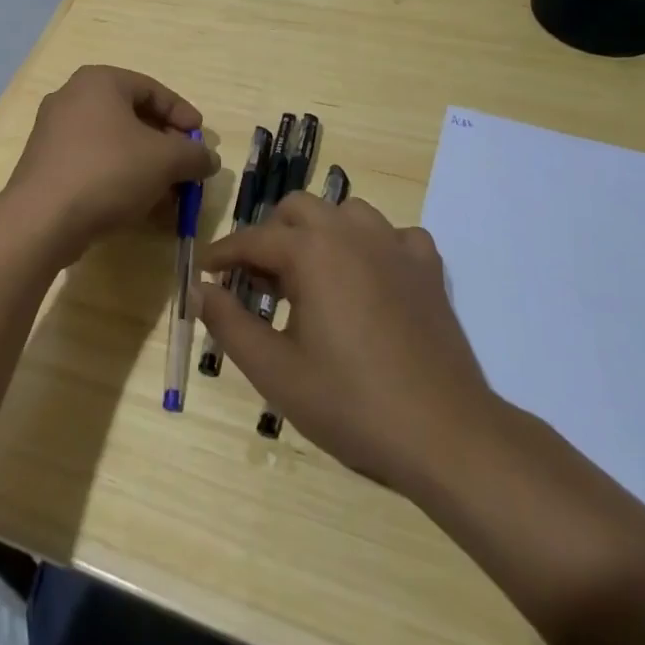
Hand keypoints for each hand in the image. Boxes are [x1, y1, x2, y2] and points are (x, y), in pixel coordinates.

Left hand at [4, 65, 219, 252]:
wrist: (42, 219)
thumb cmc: (108, 172)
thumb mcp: (165, 160)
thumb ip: (194, 155)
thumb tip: (209, 159)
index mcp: (99, 82)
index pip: (152, 89)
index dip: (183, 114)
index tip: (201, 140)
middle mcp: (72, 98)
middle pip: (133, 117)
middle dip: (165, 146)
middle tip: (186, 168)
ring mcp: (54, 132)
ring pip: (114, 144)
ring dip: (146, 167)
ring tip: (168, 195)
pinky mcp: (47, 165)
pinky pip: (94, 164)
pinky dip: (120, 179)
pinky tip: (139, 207)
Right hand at [196, 191, 500, 496]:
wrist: (445, 435)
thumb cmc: (351, 403)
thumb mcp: (274, 371)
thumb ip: (228, 323)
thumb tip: (200, 289)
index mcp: (312, 252)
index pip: (253, 239)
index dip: (223, 254)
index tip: (205, 270)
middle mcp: (352, 233)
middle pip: (298, 208)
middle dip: (270, 234)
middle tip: (258, 278)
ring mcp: (396, 246)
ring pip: (345, 212)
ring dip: (320, 232)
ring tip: (311, 276)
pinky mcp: (428, 268)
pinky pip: (393, 235)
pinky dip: (372, 246)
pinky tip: (368, 279)